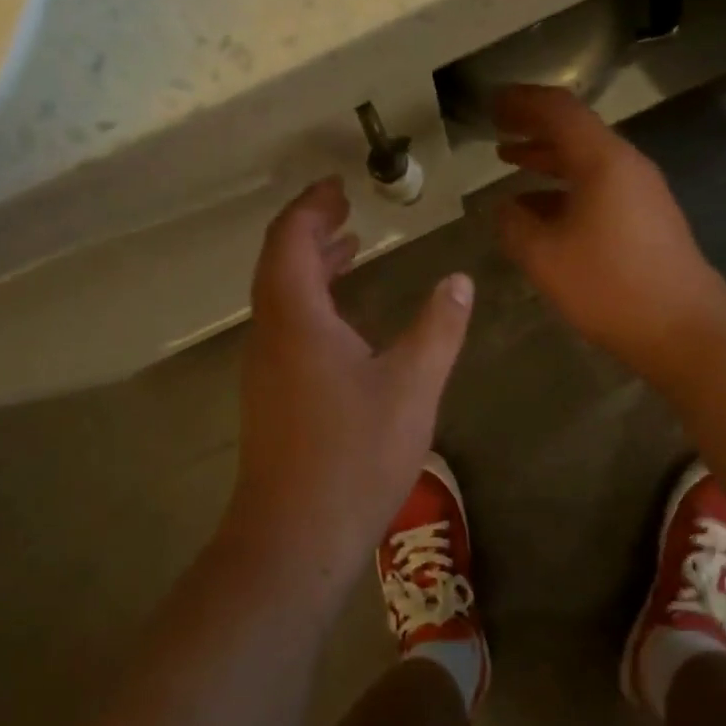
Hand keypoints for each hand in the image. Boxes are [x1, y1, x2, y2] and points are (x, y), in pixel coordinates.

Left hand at [226, 178, 473, 589]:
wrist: (293, 540)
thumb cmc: (354, 456)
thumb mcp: (412, 386)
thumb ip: (438, 328)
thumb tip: (459, 281)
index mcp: (297, 319)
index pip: (290, 240)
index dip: (311, 207)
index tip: (338, 185)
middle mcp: (272, 333)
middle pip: (279, 262)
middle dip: (310, 228)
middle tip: (345, 207)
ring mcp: (266, 367)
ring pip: (281, 295)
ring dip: (311, 263)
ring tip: (350, 245)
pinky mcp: (272, 394)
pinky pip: (287, 323)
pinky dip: (312, 299)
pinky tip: (345, 316)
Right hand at [492, 84, 725, 382]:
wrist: (686, 330)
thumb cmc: (611, 287)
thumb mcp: (546, 258)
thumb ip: (514, 226)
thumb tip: (503, 209)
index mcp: (603, 161)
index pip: (559, 110)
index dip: (522, 102)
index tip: (491, 103)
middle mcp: (626, 165)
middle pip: (575, 131)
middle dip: (532, 126)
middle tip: (496, 126)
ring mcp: (641, 192)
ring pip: (586, 161)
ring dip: (547, 158)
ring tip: (509, 160)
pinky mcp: (647, 218)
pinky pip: (599, 187)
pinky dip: (564, 188)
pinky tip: (540, 210)